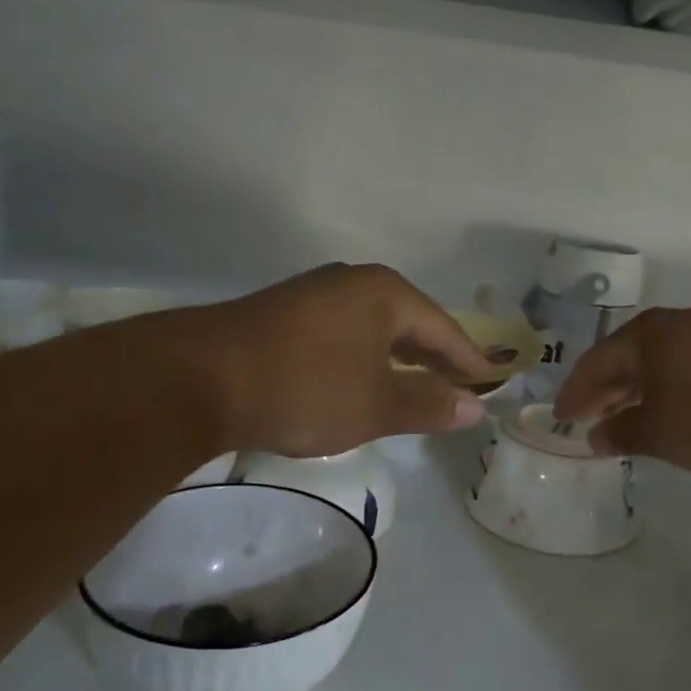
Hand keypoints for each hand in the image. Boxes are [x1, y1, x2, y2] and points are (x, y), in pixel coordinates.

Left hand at [180, 264, 492, 456]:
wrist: (198, 380)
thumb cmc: (305, 388)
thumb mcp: (377, 405)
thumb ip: (429, 404)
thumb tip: (476, 408)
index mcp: (385, 293)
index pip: (444, 328)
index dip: (469, 360)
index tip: (491, 384)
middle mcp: (353, 282)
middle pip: (409, 323)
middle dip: (434, 358)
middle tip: (460, 388)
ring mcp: (314, 294)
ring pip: (374, 329)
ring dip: (398, 359)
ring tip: (417, 387)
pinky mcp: (284, 314)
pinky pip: (344, 334)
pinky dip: (364, 359)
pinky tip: (361, 381)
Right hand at [553, 307, 690, 474]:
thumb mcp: (658, 431)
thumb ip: (621, 433)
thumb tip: (595, 437)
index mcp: (645, 335)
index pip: (595, 362)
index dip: (575, 392)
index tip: (561, 417)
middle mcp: (674, 327)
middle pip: (626, 360)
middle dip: (604, 392)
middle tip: (586, 419)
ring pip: (658, 366)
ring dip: (636, 393)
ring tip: (622, 419)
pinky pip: (685, 372)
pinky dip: (667, 393)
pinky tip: (667, 413)